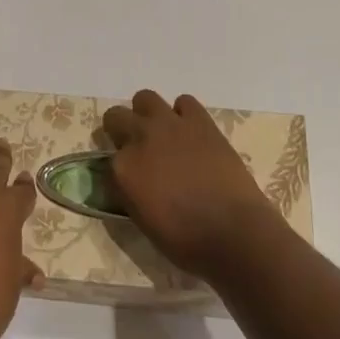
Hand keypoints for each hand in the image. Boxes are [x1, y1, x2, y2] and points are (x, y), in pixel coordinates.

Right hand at [103, 90, 284, 279]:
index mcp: (123, 169)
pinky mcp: (200, 120)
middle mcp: (141, 138)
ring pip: (145, 98)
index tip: (127, 179)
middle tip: (137, 150)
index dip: (117, 168)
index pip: (106, 159)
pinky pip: (184, 102)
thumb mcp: (142, 221)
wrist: (233, 232)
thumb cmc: (186, 240)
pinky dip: (183, 114)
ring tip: (161, 134)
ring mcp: (171, 125)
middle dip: (121, 131)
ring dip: (147, 114)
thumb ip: (129, 193)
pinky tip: (189, 133)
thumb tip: (129, 182)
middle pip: (115, 117)